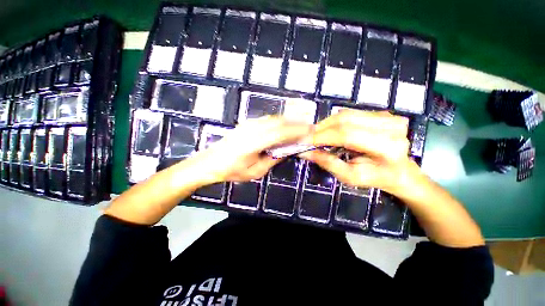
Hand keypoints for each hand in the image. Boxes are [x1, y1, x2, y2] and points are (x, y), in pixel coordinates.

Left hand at [191, 116, 312, 183]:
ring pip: (273, 119)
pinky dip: (279, 122)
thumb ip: (272, 160)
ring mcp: (248, 124)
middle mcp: (252, 129)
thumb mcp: (255, 172)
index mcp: (253, 143)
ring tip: (300, 127)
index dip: (296, 131)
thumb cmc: (231, 171)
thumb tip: (286, 151)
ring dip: (288, 121)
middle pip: (279, 122)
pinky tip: (285, 126)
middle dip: (296, 124)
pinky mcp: (246, 123)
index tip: (310, 131)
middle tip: (309, 128)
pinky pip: (267, 120)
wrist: (210, 162)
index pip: (280, 133)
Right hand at [299, 110, 419, 195]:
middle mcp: (391, 127)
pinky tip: (328, 130)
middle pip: (345, 120)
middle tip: (307, 137)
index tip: (303, 140)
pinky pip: (350, 113)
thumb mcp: (350, 177)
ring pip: (346, 114)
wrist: (399, 170)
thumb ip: (327, 163)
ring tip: (316, 134)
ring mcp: (387, 117)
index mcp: (387, 148)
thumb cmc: (375, 177)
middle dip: (321, 128)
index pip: (347, 135)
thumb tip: (304, 152)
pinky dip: (334, 121)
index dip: (322, 136)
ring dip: (326, 124)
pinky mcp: (381, 113)